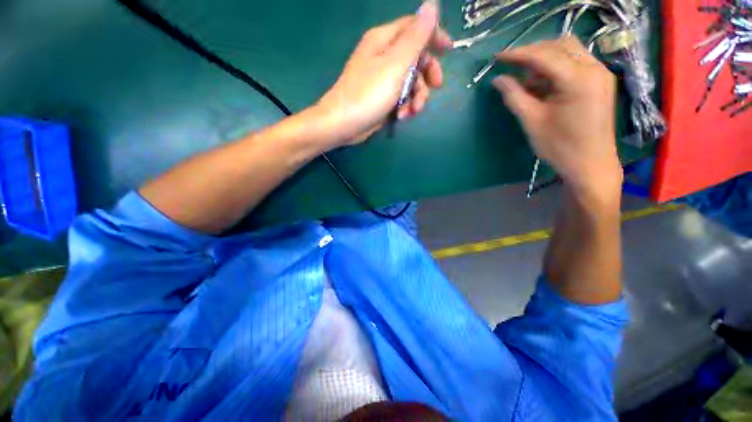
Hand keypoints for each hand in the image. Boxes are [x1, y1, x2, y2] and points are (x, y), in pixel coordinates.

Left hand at [316, 2, 450, 146]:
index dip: (434, 35)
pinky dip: (405, 106)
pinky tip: (402, 117)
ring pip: (410, 82)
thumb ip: (416, 37)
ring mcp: (382, 79)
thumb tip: (431, 4)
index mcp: (385, 40)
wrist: (344, 124)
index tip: (449, 50)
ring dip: (416, 97)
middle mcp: (384, 56)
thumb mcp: (396, 63)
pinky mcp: (382, 98)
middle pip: (416, 57)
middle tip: (435, 87)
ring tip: (412, 111)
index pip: (415, 27)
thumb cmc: (369, 93)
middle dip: (427, 74)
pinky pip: (401, 97)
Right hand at [493, 37, 621, 197]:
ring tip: (528, 81)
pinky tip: (545, 84)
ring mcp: (600, 73)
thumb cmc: (560, 146)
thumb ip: (514, 96)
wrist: (590, 164)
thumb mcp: (532, 121)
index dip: (518, 54)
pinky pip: (576, 62)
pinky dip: (557, 67)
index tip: (497, 58)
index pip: (544, 55)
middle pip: (560, 45)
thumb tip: (498, 79)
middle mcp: (594, 68)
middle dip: (533, 54)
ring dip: (545, 60)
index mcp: (578, 79)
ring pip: (569, 51)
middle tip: (512, 69)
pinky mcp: (600, 81)